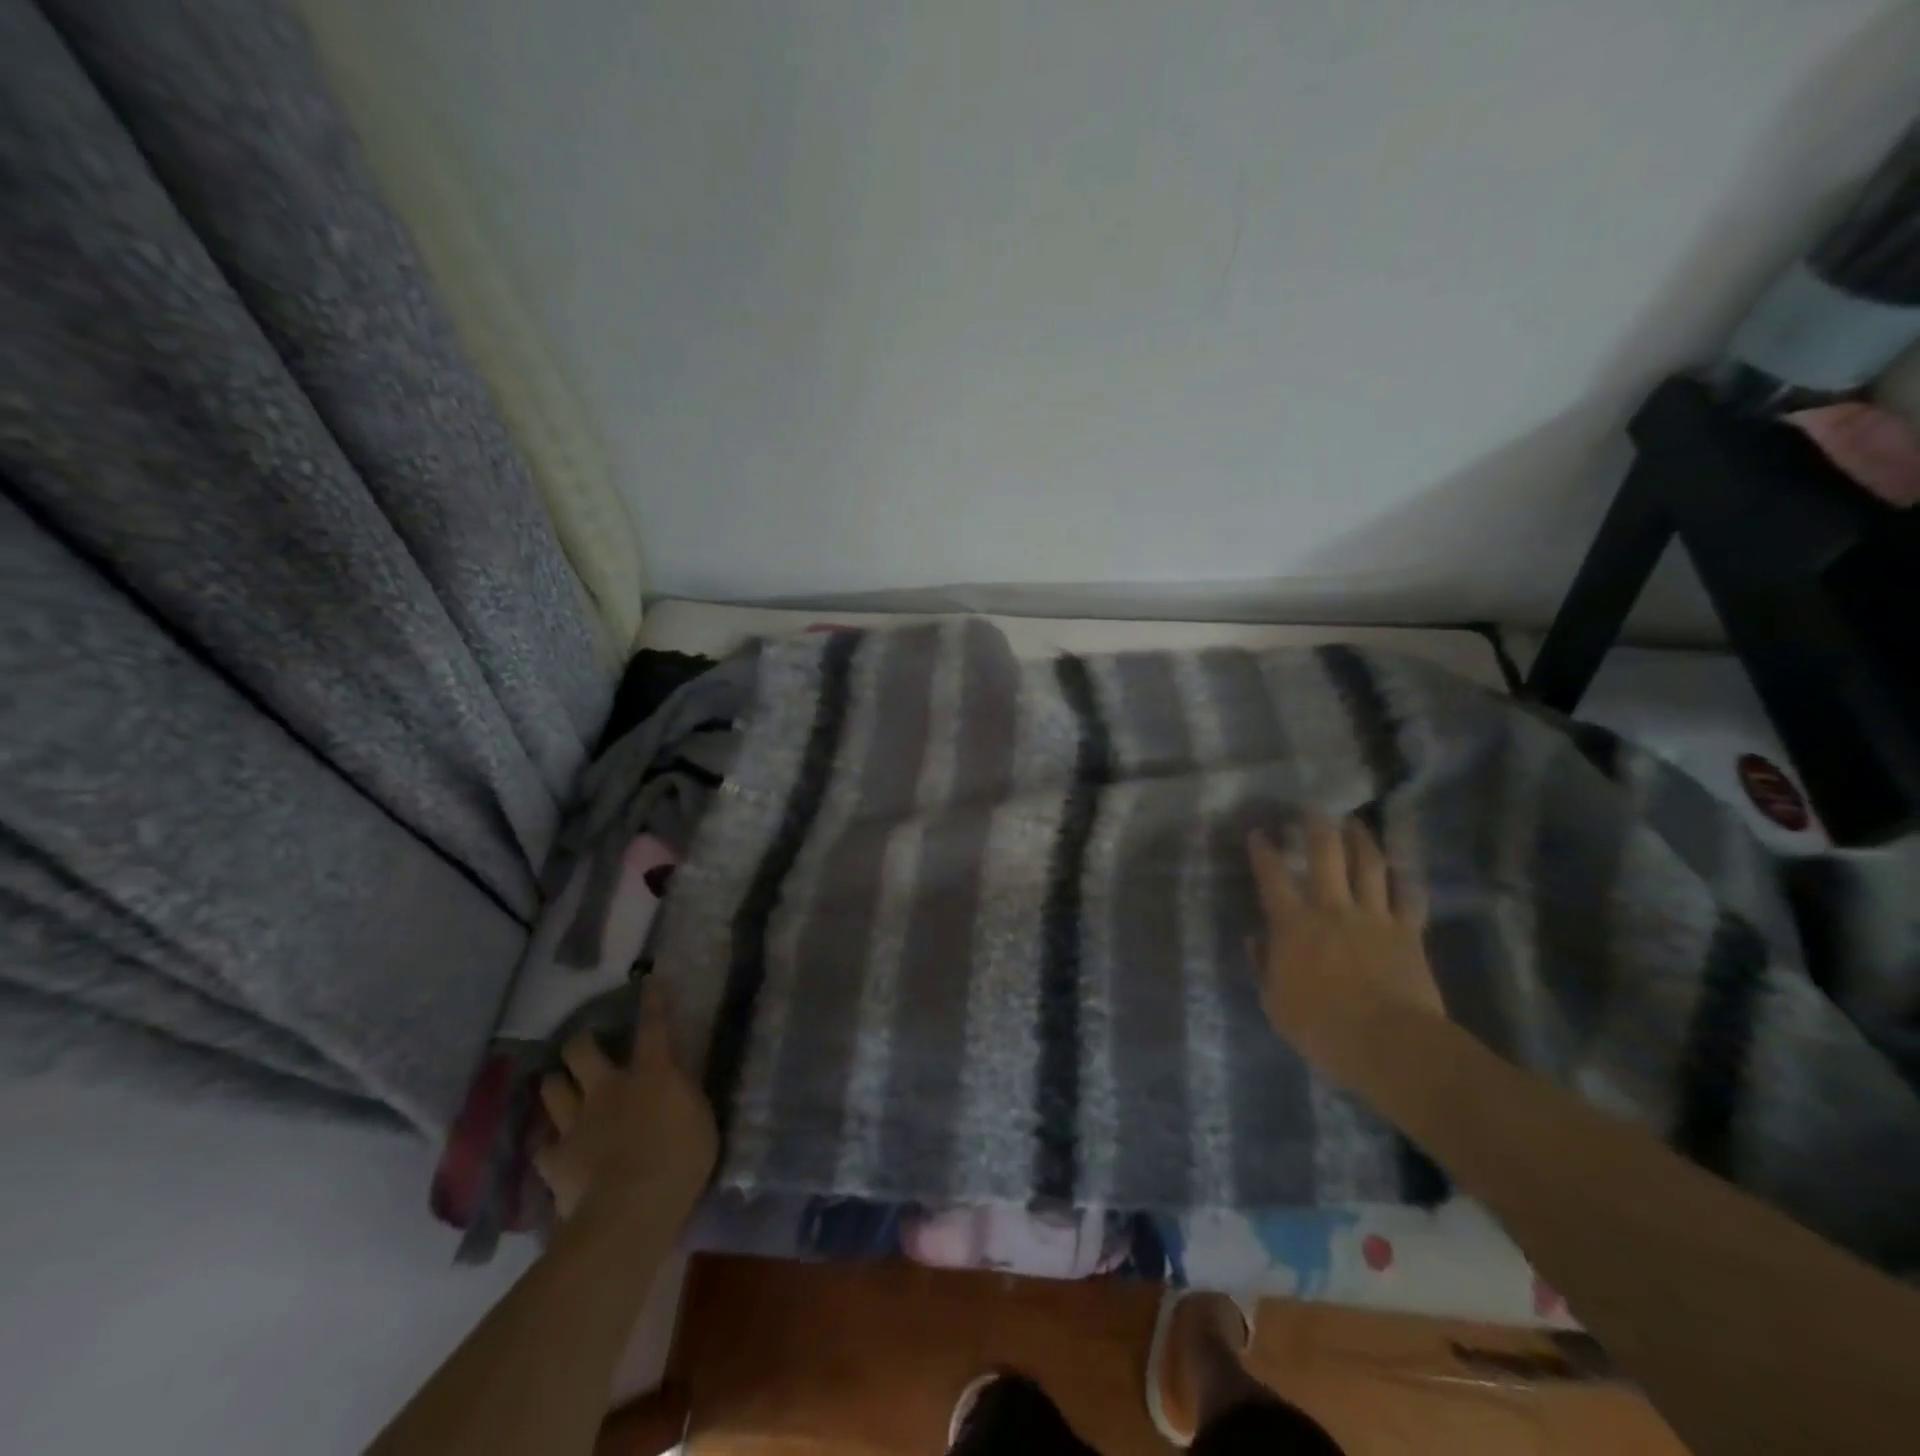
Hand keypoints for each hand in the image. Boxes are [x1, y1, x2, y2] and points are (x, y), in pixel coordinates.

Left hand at [534, 980, 717, 1228]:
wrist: (631, 1210)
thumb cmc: (681, 1161)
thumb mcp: (699, 1120)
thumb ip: (683, 1097)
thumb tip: (676, 1086)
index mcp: (652, 1074)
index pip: (654, 1027)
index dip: (652, 1002)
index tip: (648, 981)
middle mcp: (609, 1087)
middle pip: (582, 1051)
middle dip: (580, 1044)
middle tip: (584, 1047)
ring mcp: (577, 1122)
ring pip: (553, 1088)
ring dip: (557, 1085)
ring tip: (560, 1088)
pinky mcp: (555, 1159)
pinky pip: (544, 1145)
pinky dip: (549, 1145)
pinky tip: (554, 1151)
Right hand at [1247, 812, 1442, 1065]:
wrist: (1390, 1043)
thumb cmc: (1322, 1027)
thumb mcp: (1275, 1004)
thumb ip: (1264, 966)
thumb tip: (1256, 940)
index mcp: (1294, 925)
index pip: (1273, 877)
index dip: (1264, 852)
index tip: (1259, 833)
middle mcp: (1332, 909)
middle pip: (1326, 855)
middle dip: (1317, 828)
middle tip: (1313, 809)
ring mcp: (1374, 916)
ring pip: (1369, 865)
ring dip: (1361, 840)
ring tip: (1355, 822)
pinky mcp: (1408, 932)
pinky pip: (1408, 897)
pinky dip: (1405, 880)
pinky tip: (1402, 870)